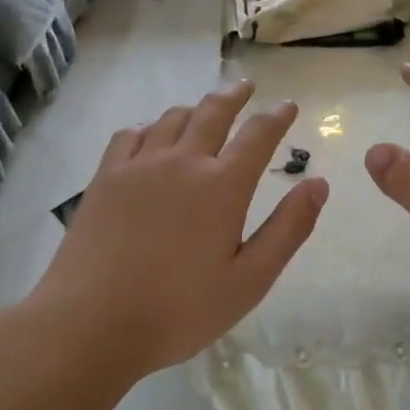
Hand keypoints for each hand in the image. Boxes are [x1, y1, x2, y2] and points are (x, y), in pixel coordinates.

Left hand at [31, 80, 328, 375]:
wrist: (91, 323)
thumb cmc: (179, 310)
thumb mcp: (249, 280)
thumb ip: (289, 228)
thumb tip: (319, 184)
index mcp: (223, 186)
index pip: (258, 135)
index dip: (277, 116)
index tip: (289, 106)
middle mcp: (183, 161)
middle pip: (213, 112)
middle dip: (236, 96)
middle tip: (248, 87)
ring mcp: (139, 165)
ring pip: (173, 118)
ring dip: (195, 108)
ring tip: (204, 110)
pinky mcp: (105, 177)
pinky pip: (132, 134)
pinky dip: (151, 126)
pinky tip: (153, 135)